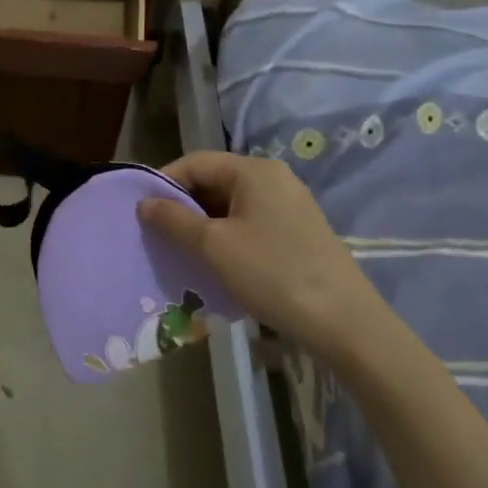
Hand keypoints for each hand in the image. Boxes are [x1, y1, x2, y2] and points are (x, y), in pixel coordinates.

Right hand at [136, 152, 390, 367]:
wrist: (346, 324)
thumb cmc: (273, 273)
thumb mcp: (214, 246)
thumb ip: (174, 219)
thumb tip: (145, 203)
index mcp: (254, 170)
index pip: (196, 162)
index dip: (164, 182)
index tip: (141, 211)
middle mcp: (274, 179)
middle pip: (214, 182)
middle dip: (183, 207)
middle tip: (158, 236)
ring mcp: (290, 207)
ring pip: (232, 207)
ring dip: (203, 227)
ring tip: (181, 254)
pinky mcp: (299, 235)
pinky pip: (250, 226)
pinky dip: (227, 240)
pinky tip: (216, 266)